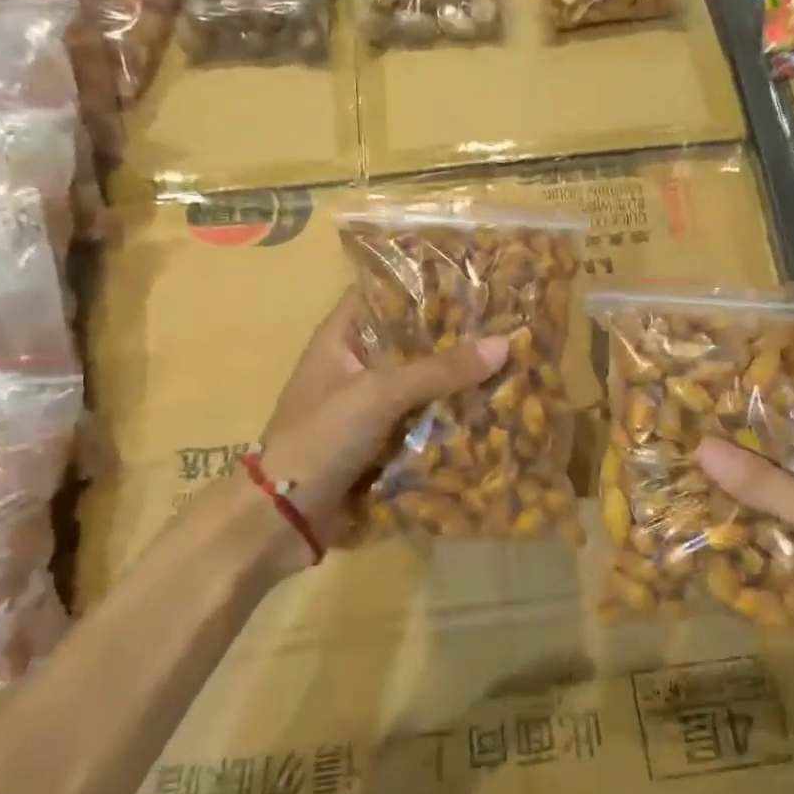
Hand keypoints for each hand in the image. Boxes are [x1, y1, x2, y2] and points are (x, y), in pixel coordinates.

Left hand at [249, 288, 508, 558]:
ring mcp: (366, 405)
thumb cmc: (322, 436)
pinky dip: (447, 414)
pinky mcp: (379, 440)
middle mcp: (354, 365)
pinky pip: (421, 418)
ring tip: (507, 357)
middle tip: (502, 319)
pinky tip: (488, 406)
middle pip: (408, 338)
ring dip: (454, 377)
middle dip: (451, 333)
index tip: (467, 277)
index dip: (419, 281)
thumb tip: (504, 343)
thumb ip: (440, 369)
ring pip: (419, 381)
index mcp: (340, 338)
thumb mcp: (380, 393)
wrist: (285, 516)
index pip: (380, 292)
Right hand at [698, 421, 793, 703]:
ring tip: (677, 481)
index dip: (750, 409)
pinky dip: (746, 534)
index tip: (700, 402)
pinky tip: (702, 528)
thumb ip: (762, 482)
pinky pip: (773, 536)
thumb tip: (701, 446)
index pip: (793, 417)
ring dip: (734, 498)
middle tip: (675, 444)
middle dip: (732, 458)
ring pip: (770, 500)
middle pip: (776, 460)